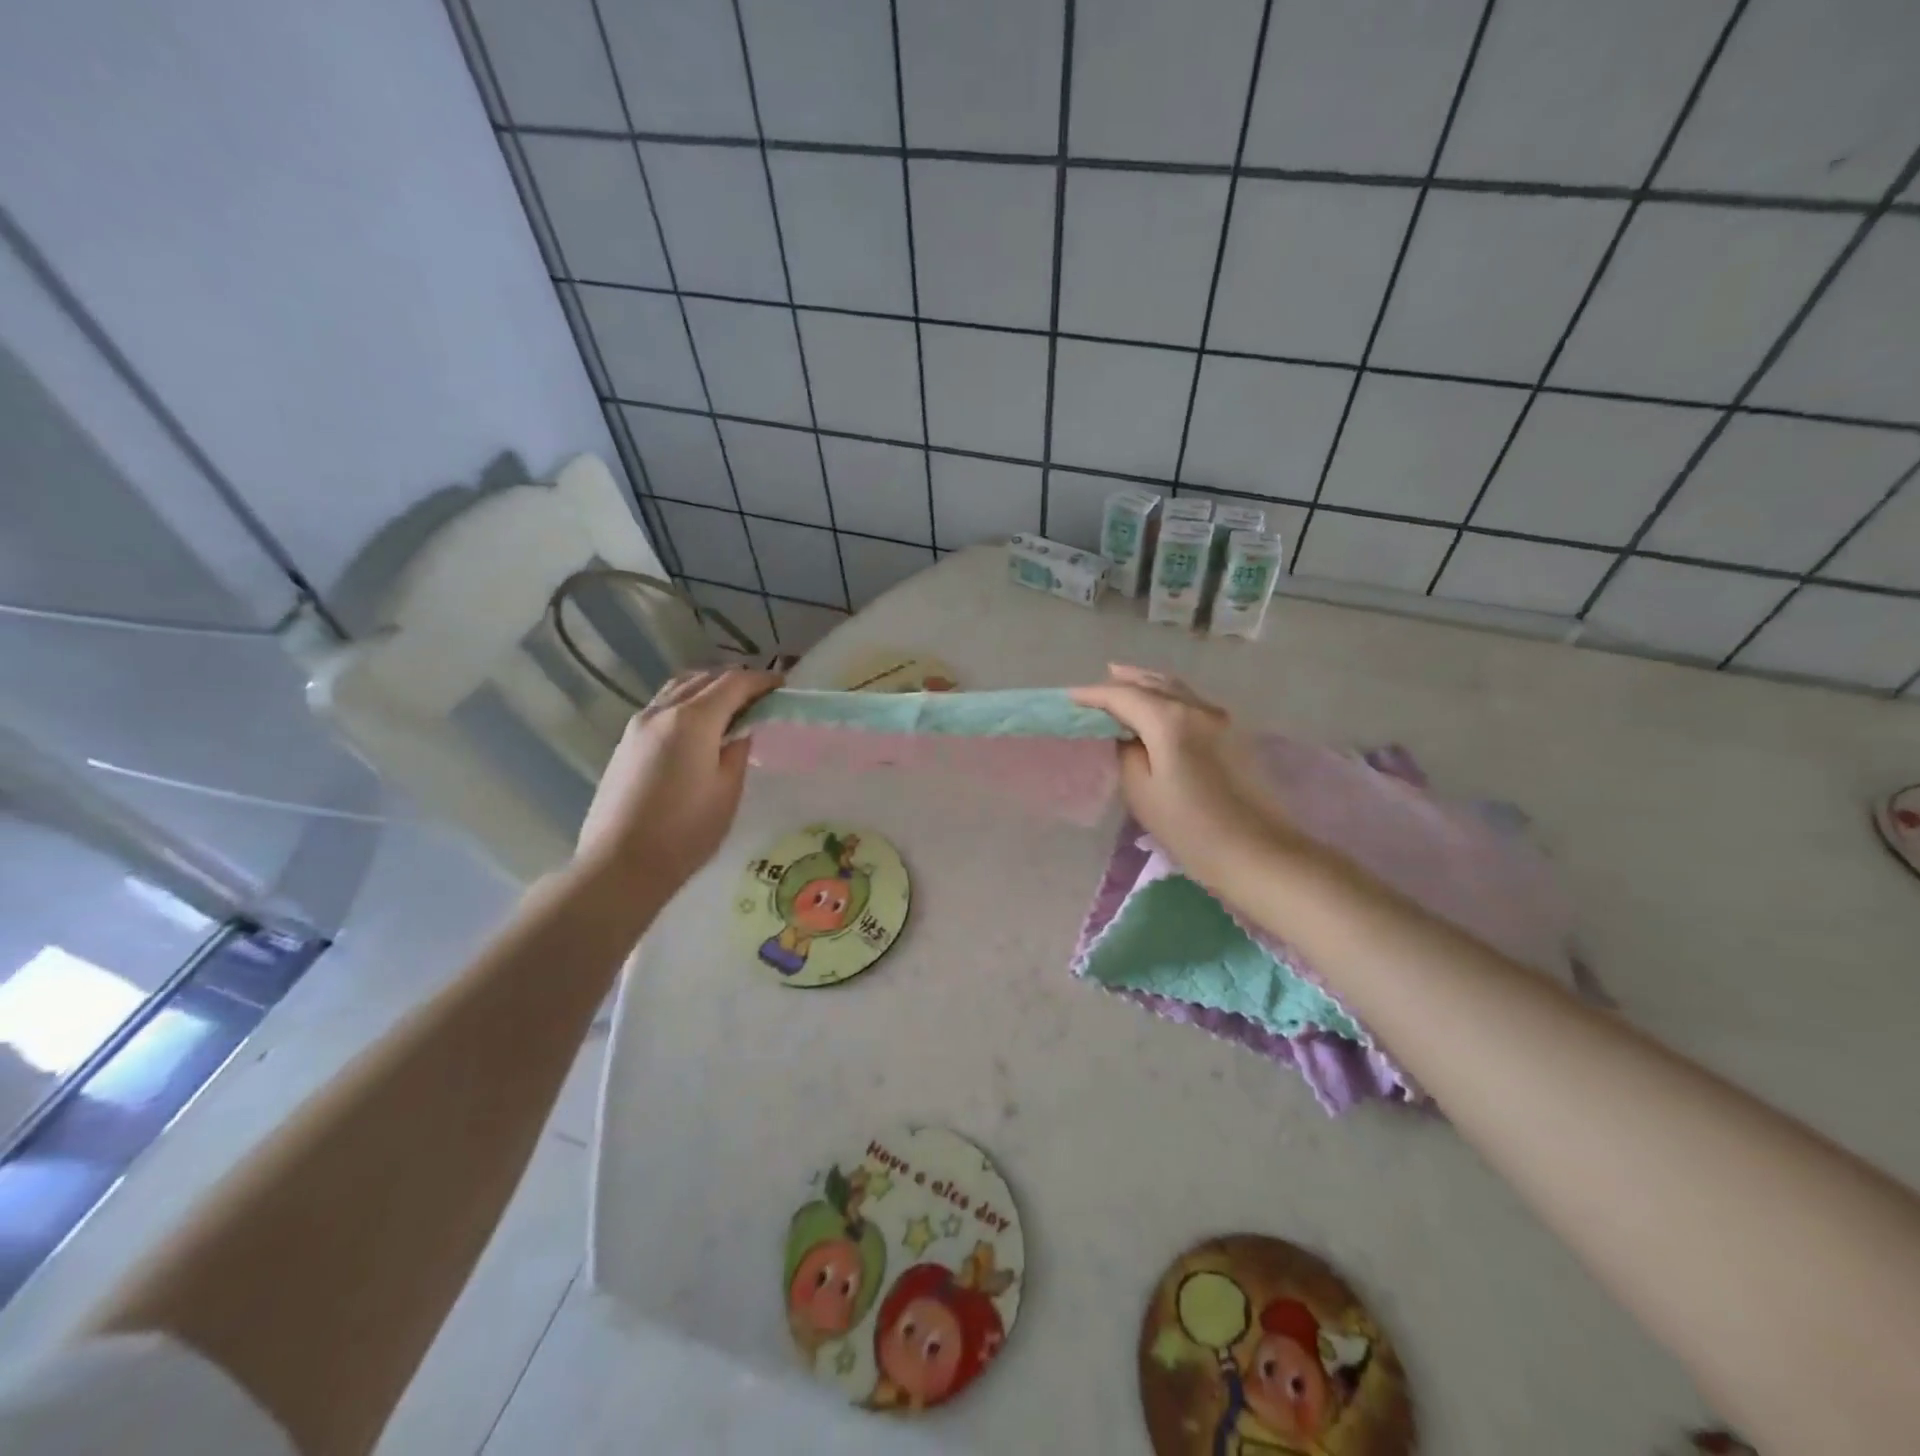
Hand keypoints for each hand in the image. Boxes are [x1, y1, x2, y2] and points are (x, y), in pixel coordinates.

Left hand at [574, 666, 782, 892]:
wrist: (620, 864)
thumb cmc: (685, 831)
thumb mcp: (727, 791)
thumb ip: (738, 751)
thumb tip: (741, 731)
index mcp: (693, 720)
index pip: (733, 683)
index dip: (761, 680)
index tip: (782, 685)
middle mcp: (662, 711)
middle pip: (704, 678)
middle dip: (735, 680)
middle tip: (761, 697)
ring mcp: (638, 725)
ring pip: (678, 688)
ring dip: (708, 688)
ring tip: (731, 707)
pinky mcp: (626, 742)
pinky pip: (663, 706)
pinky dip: (687, 703)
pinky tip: (699, 727)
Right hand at [1069, 665, 1285, 881]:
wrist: (1258, 852)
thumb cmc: (1191, 827)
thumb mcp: (1142, 792)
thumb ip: (1127, 753)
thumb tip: (1128, 736)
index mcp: (1170, 719)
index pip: (1123, 696)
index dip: (1093, 695)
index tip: (1069, 698)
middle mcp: (1198, 707)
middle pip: (1153, 683)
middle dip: (1122, 682)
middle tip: (1095, 689)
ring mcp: (1221, 718)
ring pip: (1176, 689)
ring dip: (1147, 685)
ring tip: (1125, 685)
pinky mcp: (1234, 735)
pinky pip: (1192, 702)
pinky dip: (1168, 698)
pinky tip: (1158, 708)